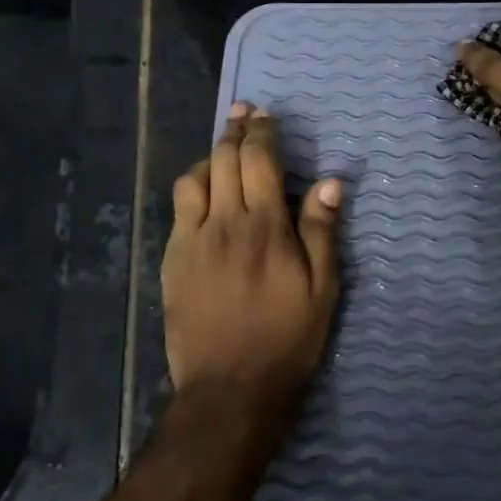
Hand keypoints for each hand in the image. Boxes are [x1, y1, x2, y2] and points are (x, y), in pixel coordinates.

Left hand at [162, 103, 343, 405]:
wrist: (230, 387)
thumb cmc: (287, 340)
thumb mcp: (322, 290)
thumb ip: (322, 232)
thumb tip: (329, 181)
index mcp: (266, 227)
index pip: (259, 161)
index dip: (261, 131)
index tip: (264, 114)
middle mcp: (224, 223)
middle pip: (224, 160)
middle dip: (234, 131)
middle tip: (243, 113)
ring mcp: (192, 240)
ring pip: (194, 178)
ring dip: (209, 157)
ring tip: (222, 152)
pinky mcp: (172, 259)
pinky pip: (178, 208)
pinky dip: (192, 188)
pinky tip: (202, 194)